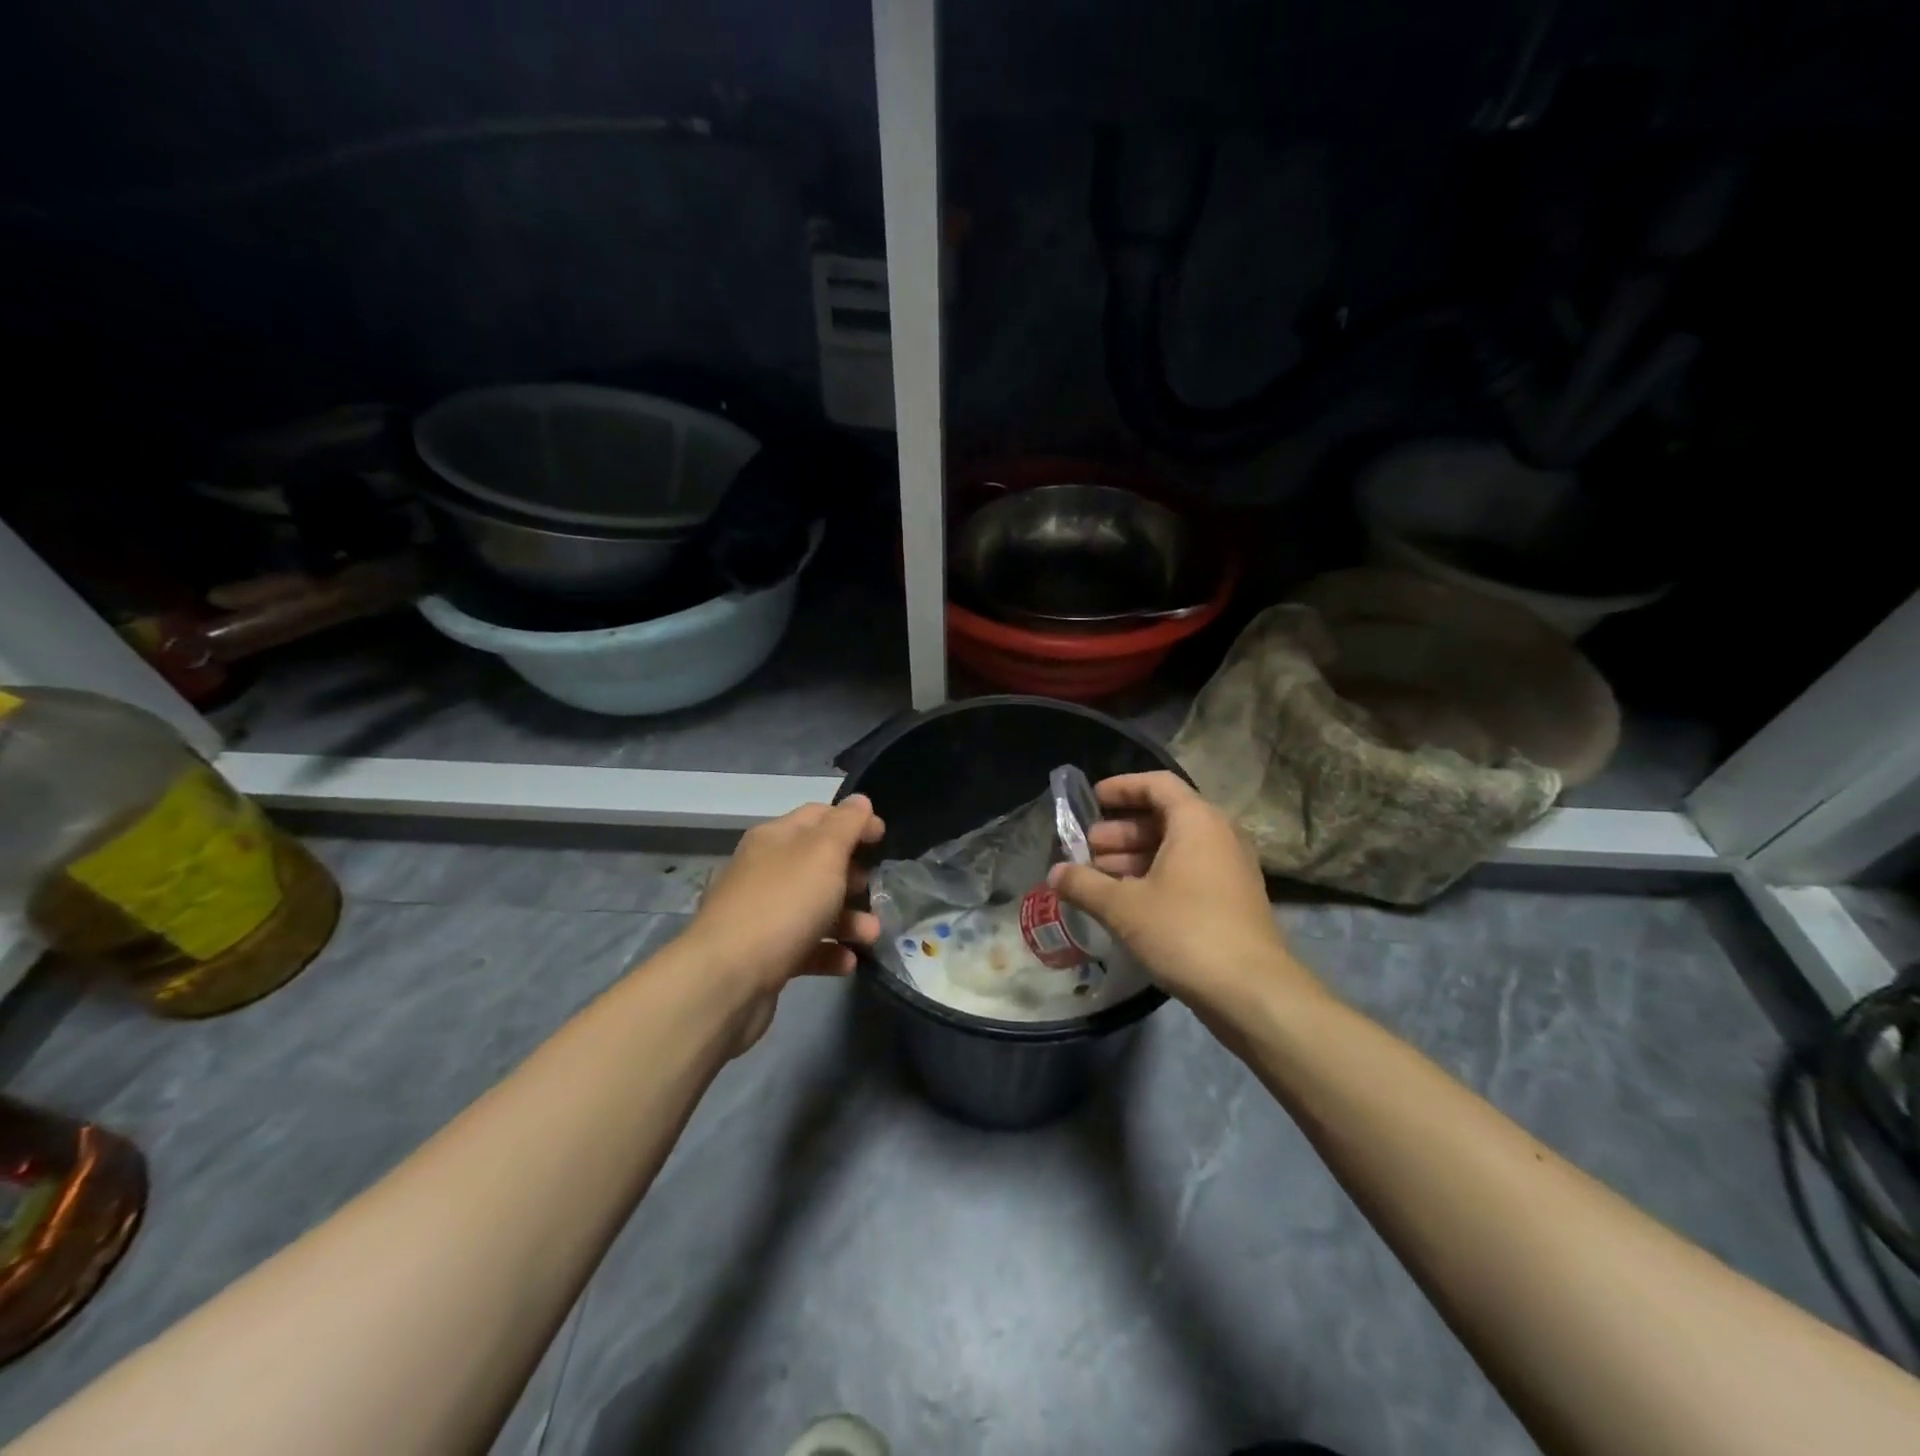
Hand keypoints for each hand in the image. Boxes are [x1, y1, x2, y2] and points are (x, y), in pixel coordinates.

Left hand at [680, 795, 883, 1052]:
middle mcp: (765, 871)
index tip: (884, 838)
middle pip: (817, 864)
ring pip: (814, 908)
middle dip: (852, 875)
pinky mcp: (764, 955)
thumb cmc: (782, 905)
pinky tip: (848, 962)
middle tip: (876, 888)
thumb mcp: (823, 855)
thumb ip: (846, 825)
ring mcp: (762, 914)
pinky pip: (805, 946)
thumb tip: (860, 800)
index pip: (819, 816)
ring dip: (848, 919)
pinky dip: (829, 951)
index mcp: (775, 838)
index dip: (853, 821)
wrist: (726, 979)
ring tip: (872, 934)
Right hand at [1048, 772, 1318, 1017]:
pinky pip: (1189, 872)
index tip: (1092, 799)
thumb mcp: (1124, 906)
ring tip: (1097, 877)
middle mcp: (1219, 835)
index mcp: (1197, 821)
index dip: (1122, 787)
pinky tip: (1126, 901)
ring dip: (1135, 857)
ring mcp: (1230, 869)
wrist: (1252, 991)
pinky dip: (1156, 876)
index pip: (1157, 784)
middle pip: (1164, 817)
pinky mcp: (1232, 900)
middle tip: (1086, 848)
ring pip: (1175, 848)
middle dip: (1121, 831)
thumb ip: (1085, 884)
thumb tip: (1054, 873)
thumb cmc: (1184, 931)